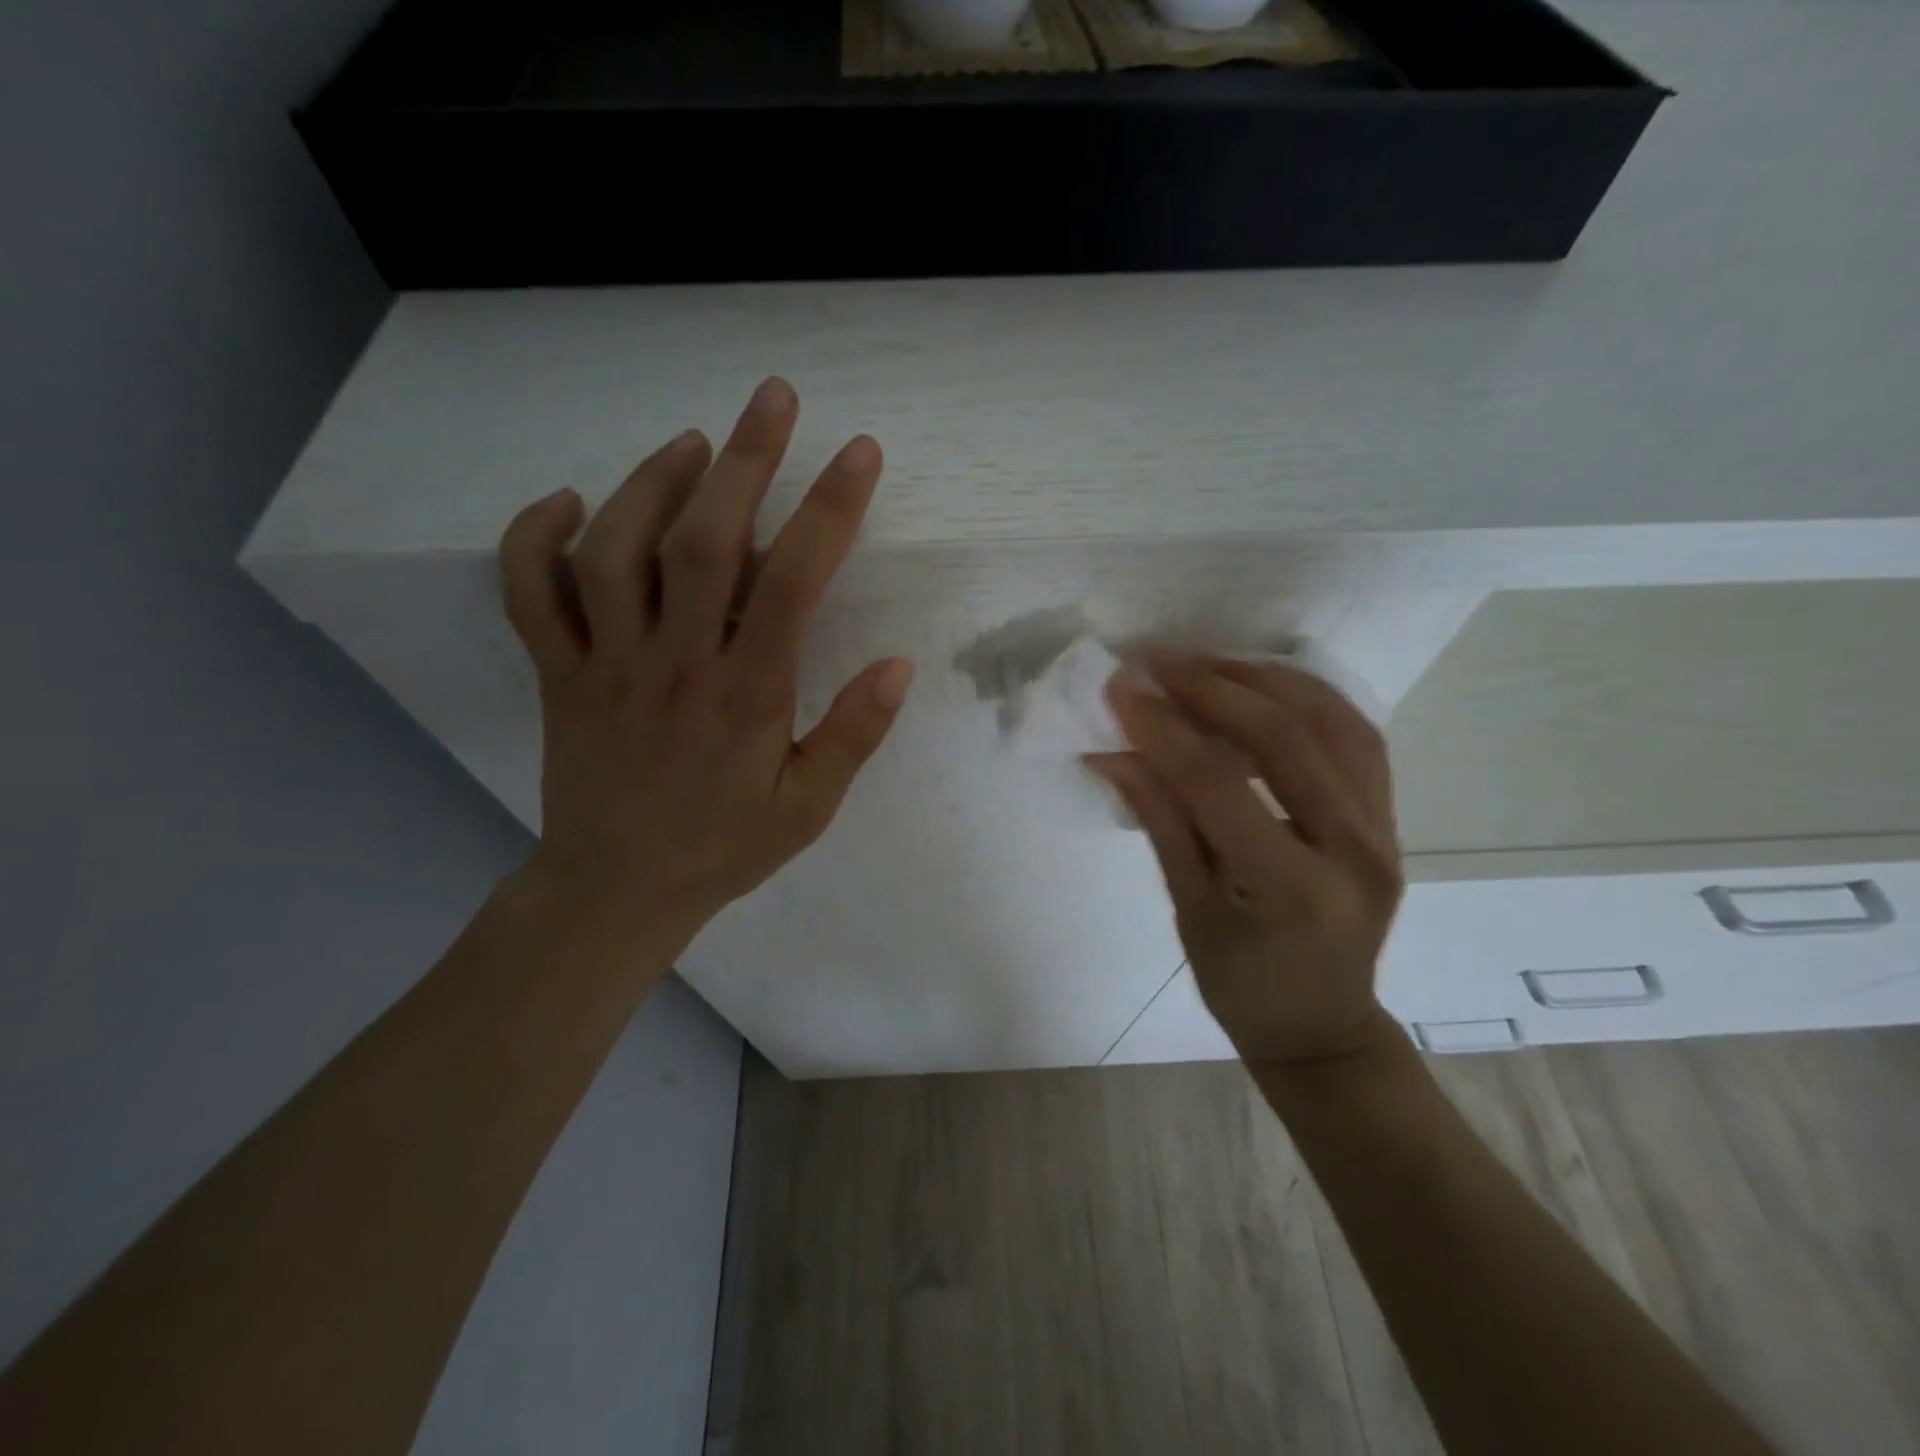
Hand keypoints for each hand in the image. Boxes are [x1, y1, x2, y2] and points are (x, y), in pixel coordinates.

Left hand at [497, 377, 912, 944]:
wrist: (619, 889)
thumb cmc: (725, 847)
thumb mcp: (808, 809)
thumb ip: (852, 737)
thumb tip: (898, 665)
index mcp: (746, 697)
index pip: (793, 585)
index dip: (828, 511)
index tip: (859, 454)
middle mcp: (674, 665)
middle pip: (703, 543)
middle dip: (745, 461)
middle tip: (773, 398)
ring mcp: (605, 666)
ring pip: (614, 552)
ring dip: (652, 483)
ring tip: (693, 442)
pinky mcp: (557, 675)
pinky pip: (528, 596)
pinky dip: (534, 538)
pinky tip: (569, 501)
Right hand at [1089, 653, 1403, 1065]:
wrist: (1322, 1027)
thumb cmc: (1242, 986)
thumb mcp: (1187, 909)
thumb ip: (1158, 820)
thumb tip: (1111, 751)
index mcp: (1292, 890)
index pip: (1220, 784)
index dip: (1165, 730)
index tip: (1121, 689)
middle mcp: (1352, 850)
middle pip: (1285, 737)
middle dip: (1213, 687)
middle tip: (1158, 660)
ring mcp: (1383, 830)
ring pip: (1331, 721)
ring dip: (1263, 679)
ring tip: (1204, 662)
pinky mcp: (1390, 817)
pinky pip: (1355, 735)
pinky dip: (1308, 697)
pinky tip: (1263, 683)